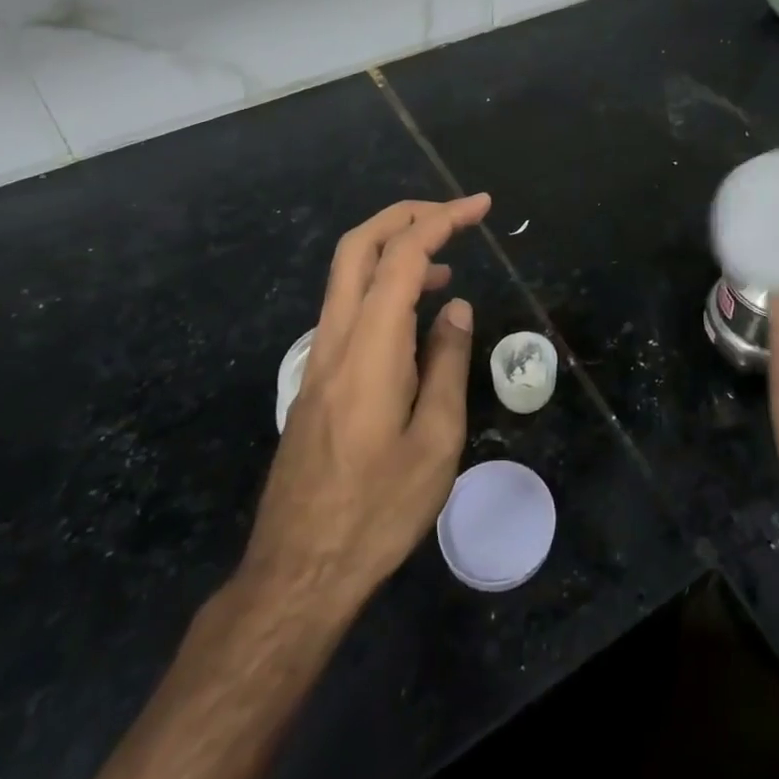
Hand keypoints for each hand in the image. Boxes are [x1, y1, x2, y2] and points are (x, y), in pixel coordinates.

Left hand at [237, 194, 490, 618]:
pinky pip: (349, 308)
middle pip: (358, 246)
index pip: (403, 256)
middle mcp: (336, 338)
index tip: (481, 206)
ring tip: (447, 265)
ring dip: (396, 249)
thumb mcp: (436, 440)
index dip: (443, 220)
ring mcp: (320, 357)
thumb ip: (447, 363)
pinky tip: (415, 316)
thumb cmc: (377, 509)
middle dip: (407, 215)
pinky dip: (384, 286)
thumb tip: (456, 309)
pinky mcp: (317, 378)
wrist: (298, 571)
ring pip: (349, 274)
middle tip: (455, 213)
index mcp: (370, 346)